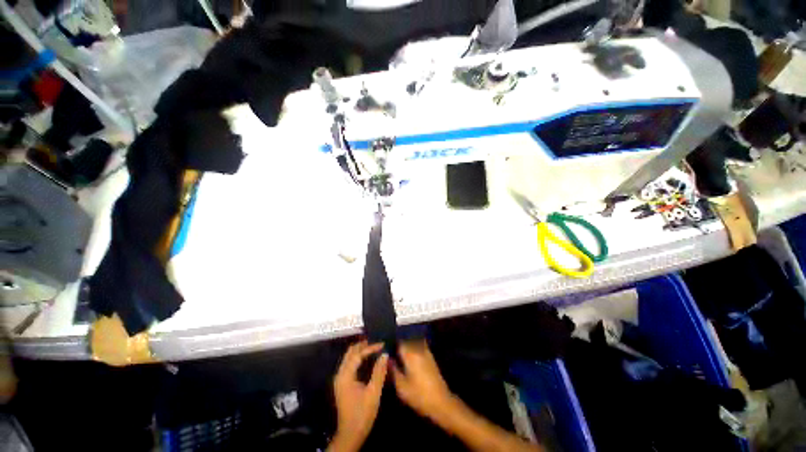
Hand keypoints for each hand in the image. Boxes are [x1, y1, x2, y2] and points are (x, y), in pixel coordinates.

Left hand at [330, 341, 388, 451]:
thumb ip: (379, 372)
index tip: (382, 344)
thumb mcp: (373, 392)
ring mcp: (340, 379)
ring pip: (349, 357)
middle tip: (376, 342)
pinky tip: (367, 359)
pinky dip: (358, 357)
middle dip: (363, 345)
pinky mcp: (342, 383)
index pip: (357, 354)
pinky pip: (349, 364)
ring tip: (374, 347)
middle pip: (350, 352)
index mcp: (345, 376)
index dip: (370, 347)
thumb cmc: (362, 413)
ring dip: (360, 350)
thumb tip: (385, 354)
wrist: (350, 434)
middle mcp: (340, 374)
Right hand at [390, 340, 454, 419]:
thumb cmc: (419, 395)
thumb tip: (386, 359)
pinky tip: (409, 357)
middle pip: (407, 339)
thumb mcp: (401, 386)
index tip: (385, 347)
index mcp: (410, 353)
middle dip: (399, 342)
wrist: (441, 402)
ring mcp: (426, 351)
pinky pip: (419, 346)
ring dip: (406, 344)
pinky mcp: (430, 357)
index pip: (398, 341)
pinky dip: (414, 348)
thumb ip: (393, 370)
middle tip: (390, 349)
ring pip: (414, 342)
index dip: (391, 343)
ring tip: (398, 352)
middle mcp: (418, 348)